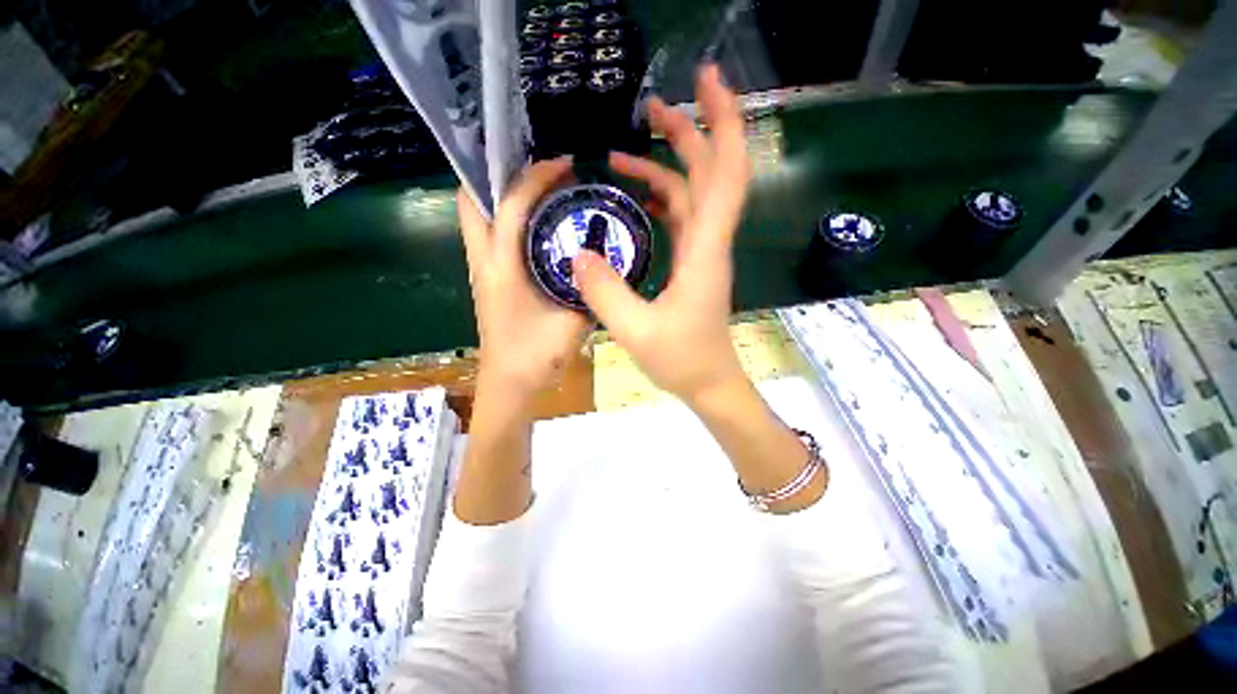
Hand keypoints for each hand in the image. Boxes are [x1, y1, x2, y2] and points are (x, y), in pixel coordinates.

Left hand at [458, 158, 588, 400]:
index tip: (564, 165)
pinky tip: (537, 223)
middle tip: (538, 169)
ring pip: (477, 216)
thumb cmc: (538, 357)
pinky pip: (490, 234)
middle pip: (472, 200)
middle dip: (498, 173)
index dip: (535, 177)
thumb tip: (605, 264)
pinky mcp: (487, 278)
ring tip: (539, 187)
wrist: (510, 384)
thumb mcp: (574, 322)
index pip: (510, 206)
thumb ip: (590, 292)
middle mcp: (483, 261)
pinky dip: (507, 217)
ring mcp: (481, 269)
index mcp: (502, 269)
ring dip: (502, 194)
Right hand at [572, 64, 751, 405]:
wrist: (708, 382)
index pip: (725, 173)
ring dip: (667, 166)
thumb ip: (605, 292)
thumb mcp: (636, 331)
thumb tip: (578, 253)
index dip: (723, 122)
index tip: (706, 83)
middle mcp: (709, 243)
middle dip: (690, 130)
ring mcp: (702, 253)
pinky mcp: (693, 264)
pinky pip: (682, 218)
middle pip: (711, 172)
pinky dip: (661, 198)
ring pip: (694, 194)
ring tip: (625, 151)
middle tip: (649, 107)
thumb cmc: (682, 360)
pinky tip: (636, 196)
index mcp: (704, 251)